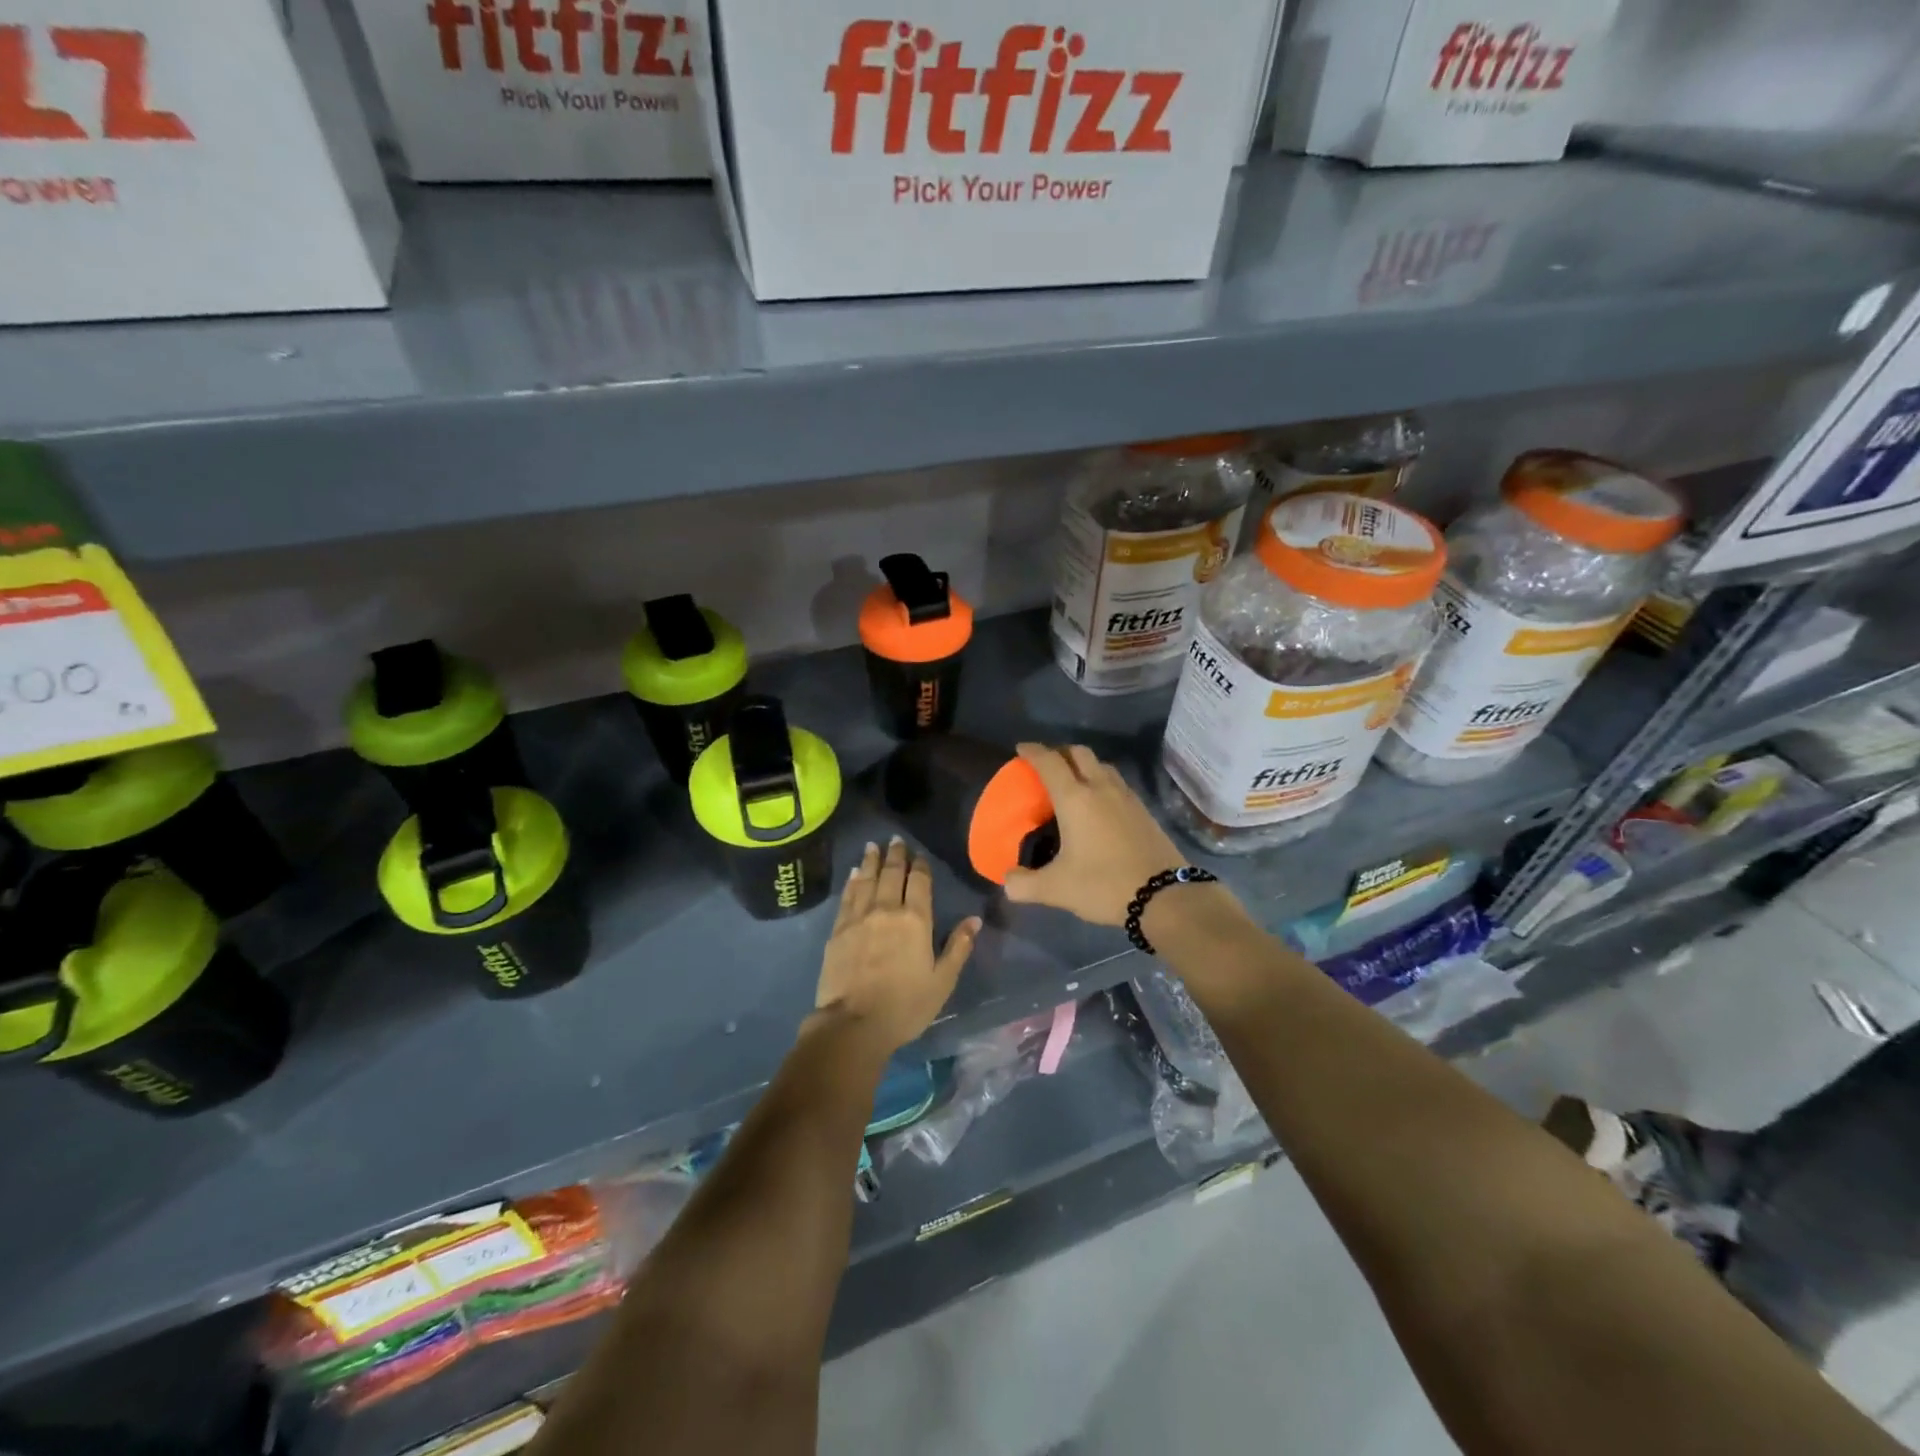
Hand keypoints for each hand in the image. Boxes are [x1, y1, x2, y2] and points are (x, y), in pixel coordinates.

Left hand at [814, 838, 979, 1054]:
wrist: (853, 1024)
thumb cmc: (905, 1006)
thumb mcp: (942, 981)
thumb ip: (958, 947)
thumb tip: (975, 920)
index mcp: (915, 920)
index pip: (919, 882)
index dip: (919, 866)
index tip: (919, 854)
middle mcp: (886, 910)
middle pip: (891, 874)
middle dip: (895, 855)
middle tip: (895, 840)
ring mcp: (859, 918)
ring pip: (866, 880)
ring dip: (870, 861)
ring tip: (872, 846)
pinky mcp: (838, 930)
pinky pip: (847, 897)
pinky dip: (852, 882)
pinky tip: (853, 874)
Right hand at [1002, 743, 1186, 926]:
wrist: (1165, 896)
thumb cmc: (1104, 885)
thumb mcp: (1056, 889)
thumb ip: (1024, 884)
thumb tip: (1008, 881)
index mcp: (1075, 799)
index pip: (1049, 762)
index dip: (1033, 751)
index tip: (1021, 748)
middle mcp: (1101, 788)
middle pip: (1079, 753)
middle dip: (1060, 752)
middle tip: (1046, 765)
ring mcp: (1127, 797)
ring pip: (1102, 766)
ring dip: (1084, 766)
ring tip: (1073, 782)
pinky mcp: (1144, 811)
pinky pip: (1118, 783)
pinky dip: (1103, 782)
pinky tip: (1100, 805)